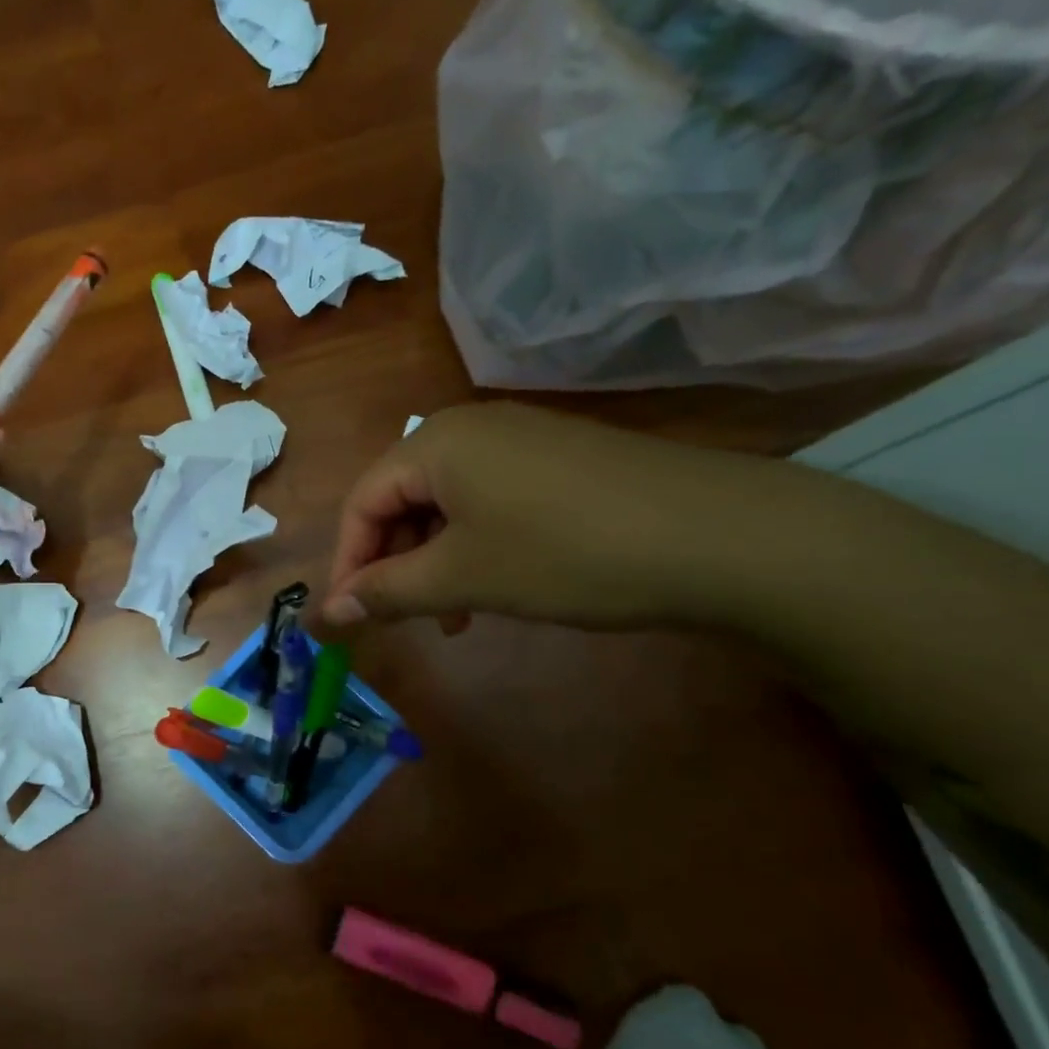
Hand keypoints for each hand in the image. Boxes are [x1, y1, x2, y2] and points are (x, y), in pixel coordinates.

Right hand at [315, 402, 773, 632]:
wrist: (725, 538)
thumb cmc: (566, 553)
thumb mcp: (462, 578)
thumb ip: (384, 593)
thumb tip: (323, 615)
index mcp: (434, 443)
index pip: (360, 503)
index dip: (347, 564)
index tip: (348, 620)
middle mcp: (470, 428)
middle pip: (400, 500)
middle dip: (393, 564)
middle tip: (404, 619)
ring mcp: (520, 440)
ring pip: (446, 506)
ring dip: (434, 562)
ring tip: (454, 615)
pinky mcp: (559, 460)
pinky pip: (489, 502)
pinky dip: (476, 545)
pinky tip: (497, 583)